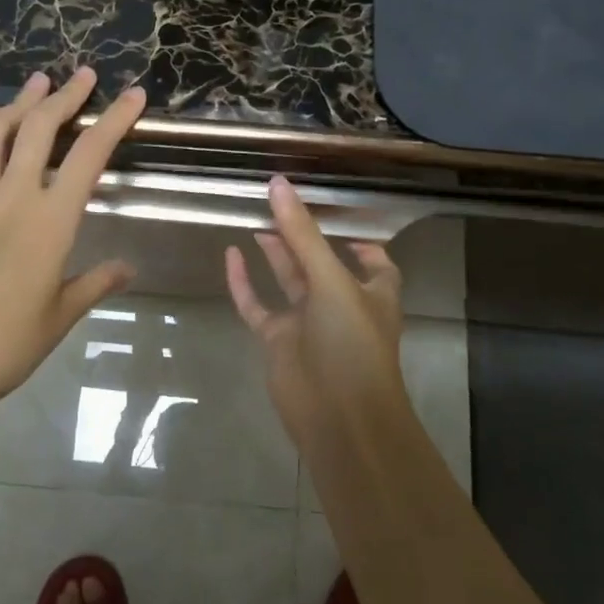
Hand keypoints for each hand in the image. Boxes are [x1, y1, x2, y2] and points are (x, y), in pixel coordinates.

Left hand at [0, 68, 146, 456]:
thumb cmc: (11, 343)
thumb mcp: (63, 313)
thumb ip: (97, 282)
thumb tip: (128, 267)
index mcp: (51, 222)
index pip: (89, 156)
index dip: (114, 120)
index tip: (132, 94)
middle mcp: (13, 197)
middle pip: (40, 129)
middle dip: (66, 96)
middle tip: (83, 75)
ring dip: (19, 102)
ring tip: (38, 82)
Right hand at [224, 176, 407, 448]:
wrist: (338, 419)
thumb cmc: (351, 343)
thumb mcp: (331, 280)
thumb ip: (302, 233)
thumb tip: (279, 184)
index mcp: (371, 291)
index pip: (372, 260)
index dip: (358, 239)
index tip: (334, 212)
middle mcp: (340, 303)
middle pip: (320, 261)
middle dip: (303, 235)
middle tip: (277, 202)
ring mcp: (307, 323)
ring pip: (288, 279)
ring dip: (274, 252)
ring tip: (255, 218)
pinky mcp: (278, 341)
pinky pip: (257, 305)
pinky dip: (244, 282)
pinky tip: (230, 254)